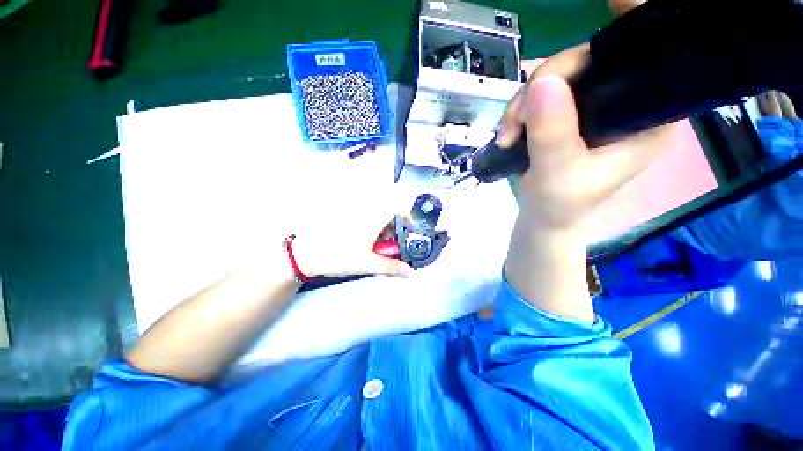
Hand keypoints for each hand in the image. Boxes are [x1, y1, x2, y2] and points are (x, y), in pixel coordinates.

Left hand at [290, 198, 411, 277]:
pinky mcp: (345, 216)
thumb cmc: (338, 257)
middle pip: (388, 211)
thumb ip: (391, 268)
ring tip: (376, 245)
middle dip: (394, 227)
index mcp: (373, 219)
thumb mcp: (368, 264)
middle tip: (389, 243)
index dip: (408, 215)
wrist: (306, 254)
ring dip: (382, 227)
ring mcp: (354, 212)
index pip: (397, 206)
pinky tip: (364, 240)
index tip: (409, 229)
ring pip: (377, 214)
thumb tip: (410, 273)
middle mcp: (365, 211)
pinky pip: (366, 216)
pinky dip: (371, 226)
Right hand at [497, 0, 677, 231]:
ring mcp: (594, 105)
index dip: (633, 28)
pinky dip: (520, 107)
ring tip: (508, 133)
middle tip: (516, 120)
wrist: (543, 217)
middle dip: (545, 83)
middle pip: (591, 60)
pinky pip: (543, 92)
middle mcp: (626, 102)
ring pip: (559, 76)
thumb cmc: (560, 204)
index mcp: (647, 116)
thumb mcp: (558, 173)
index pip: (651, 58)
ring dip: (523, 101)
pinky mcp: (568, 113)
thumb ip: (553, 132)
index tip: (612, 3)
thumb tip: (541, 83)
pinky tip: (510, 128)